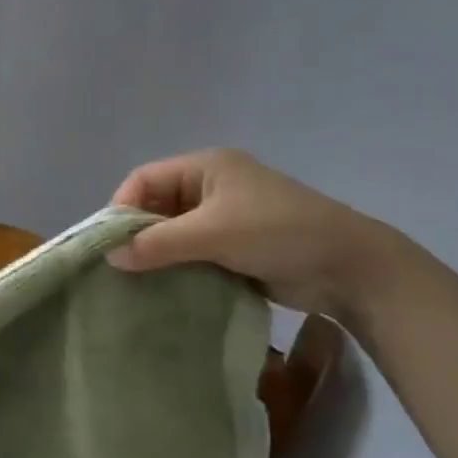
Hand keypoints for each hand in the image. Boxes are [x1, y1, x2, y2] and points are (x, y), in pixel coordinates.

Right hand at [107, 149, 394, 317]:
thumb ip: (159, 243)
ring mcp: (225, 219)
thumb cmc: (277, 233)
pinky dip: (178, 268)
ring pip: (174, 233)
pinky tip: (164, 290)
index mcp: (205, 167)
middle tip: (119, 267)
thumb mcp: (212, 233)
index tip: (109, 244)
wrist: (348, 267)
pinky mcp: (235, 247)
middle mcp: (211, 188)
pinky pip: (193, 254)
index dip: (122, 207)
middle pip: (157, 205)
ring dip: (157, 255)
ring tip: (137, 283)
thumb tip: (111, 257)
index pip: (145, 179)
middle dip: (138, 234)